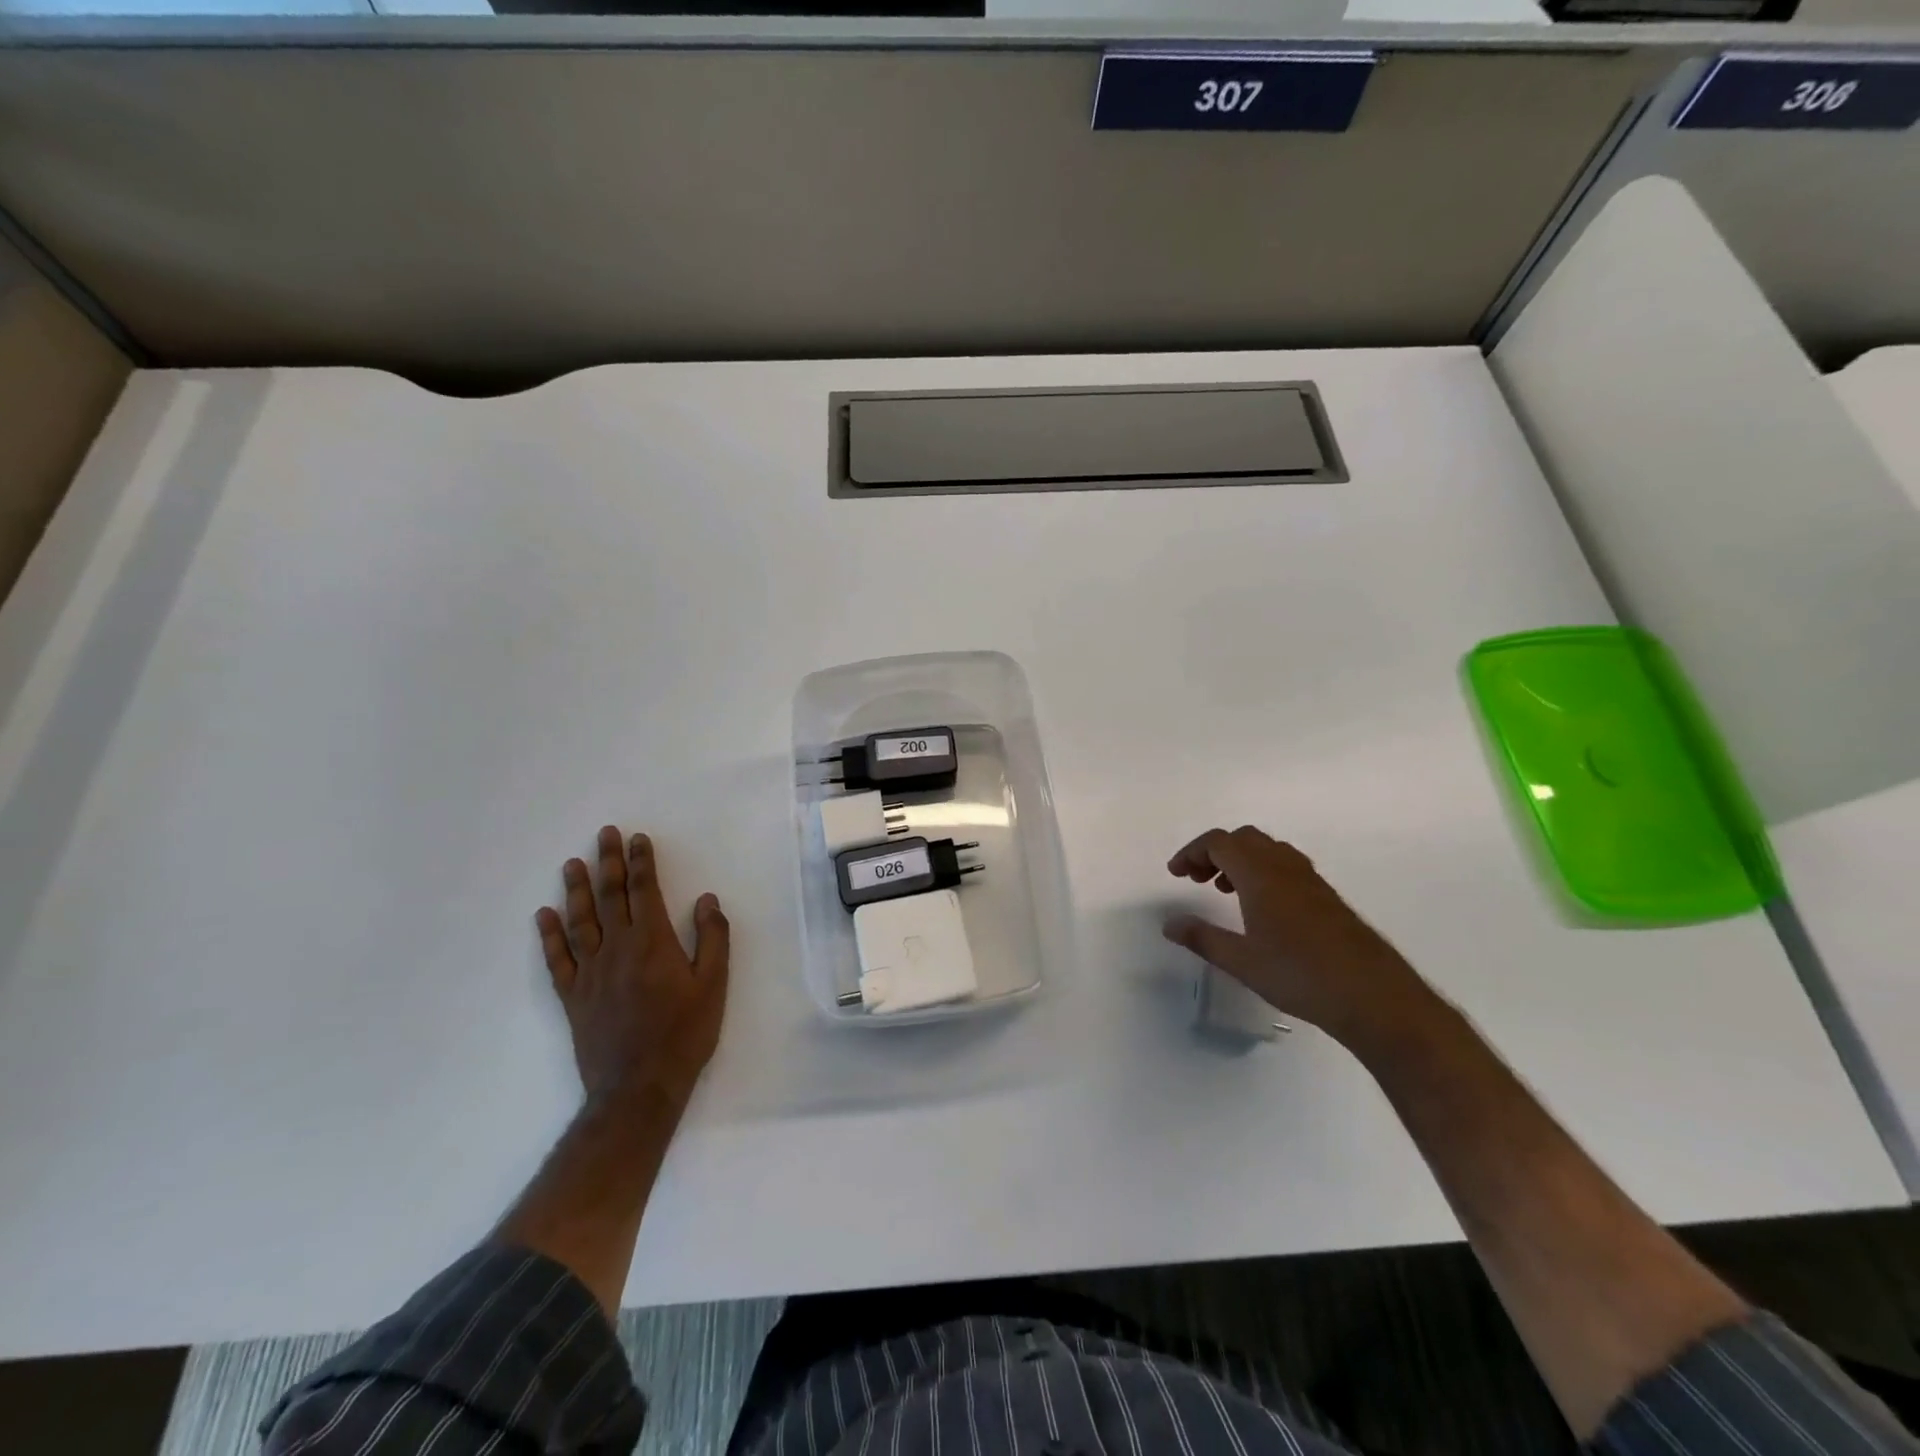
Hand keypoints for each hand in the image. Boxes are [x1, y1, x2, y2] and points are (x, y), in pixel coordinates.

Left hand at [535, 827, 729, 1110]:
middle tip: (603, 834)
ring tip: (572, 864)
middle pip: (610, 897)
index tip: (636, 838)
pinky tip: (543, 916)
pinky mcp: (573, 997)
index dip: (641, 862)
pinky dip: (549, 936)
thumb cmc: (684, 1033)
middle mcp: (617, 949)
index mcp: (653, 942)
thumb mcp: (714, 984)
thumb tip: (706, 899)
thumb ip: (712, 937)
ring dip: (577, 890)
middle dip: (608, 863)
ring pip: (580, 921)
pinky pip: (557, 960)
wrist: (638, 1087)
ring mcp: (590, 972)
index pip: (645, 891)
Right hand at [1163, 825, 1427, 1048]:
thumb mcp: (1241, 961)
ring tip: (1224, 891)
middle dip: (1214, 852)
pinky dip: (1262, 871)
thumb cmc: (1300, 975)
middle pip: (1243, 838)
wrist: (1374, 997)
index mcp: (1261, 875)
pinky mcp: (1326, 897)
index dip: (1192, 852)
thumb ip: (1202, 937)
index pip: (1219, 842)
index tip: (1176, 874)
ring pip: (1267, 850)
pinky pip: (1285, 865)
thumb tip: (1169, 923)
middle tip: (1197, 879)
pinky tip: (1261, 907)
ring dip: (1240, 860)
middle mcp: (1285, 867)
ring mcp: (1310, 880)